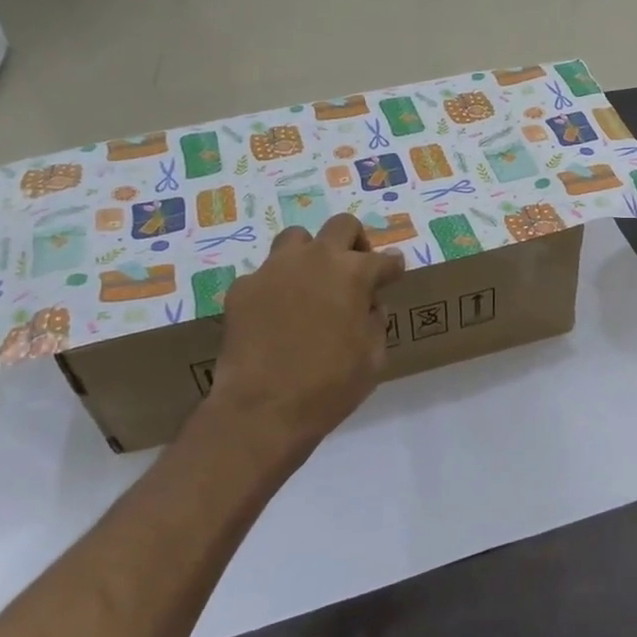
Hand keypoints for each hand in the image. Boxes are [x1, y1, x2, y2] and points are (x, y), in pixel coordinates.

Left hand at [206, 213, 405, 453]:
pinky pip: (266, 274)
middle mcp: (315, 260)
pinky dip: (278, 287)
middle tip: (355, 270)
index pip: (384, 260)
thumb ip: (376, 321)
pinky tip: (278, 315)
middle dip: (355, 243)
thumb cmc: (330, 386)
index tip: (393, 275)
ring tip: (312, 284)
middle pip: (342, 226)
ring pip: (297, 239)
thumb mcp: (373, 357)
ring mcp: (274, 269)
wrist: (262, 409)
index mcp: (353, 274)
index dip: (392, 268)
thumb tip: (368, 304)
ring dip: (311, 254)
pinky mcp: (242, 288)